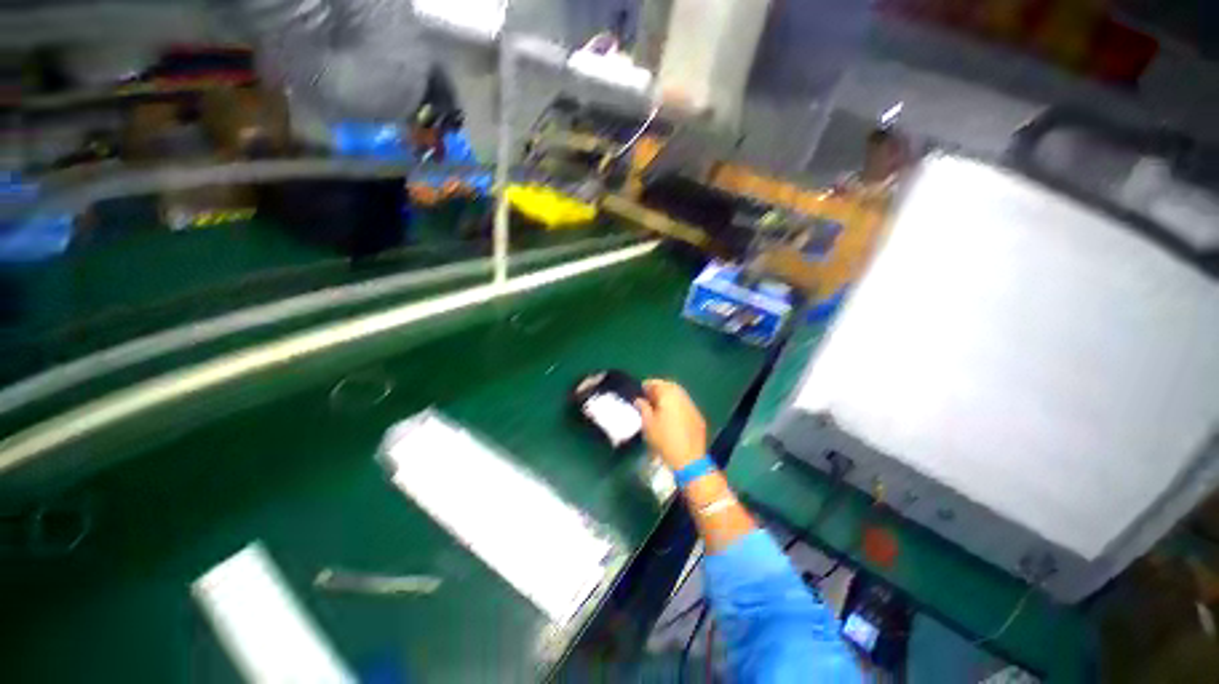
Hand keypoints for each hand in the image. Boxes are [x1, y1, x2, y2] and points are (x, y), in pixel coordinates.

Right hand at [634, 379, 706, 469]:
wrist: (689, 458)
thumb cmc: (664, 440)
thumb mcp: (648, 424)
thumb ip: (643, 408)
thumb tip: (639, 400)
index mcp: (668, 395)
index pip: (656, 383)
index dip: (647, 386)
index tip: (640, 391)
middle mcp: (681, 396)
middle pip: (669, 386)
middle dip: (659, 388)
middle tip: (649, 396)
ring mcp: (691, 405)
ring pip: (678, 394)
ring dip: (669, 396)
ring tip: (659, 405)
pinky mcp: (697, 415)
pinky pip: (685, 404)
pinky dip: (677, 405)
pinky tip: (672, 414)